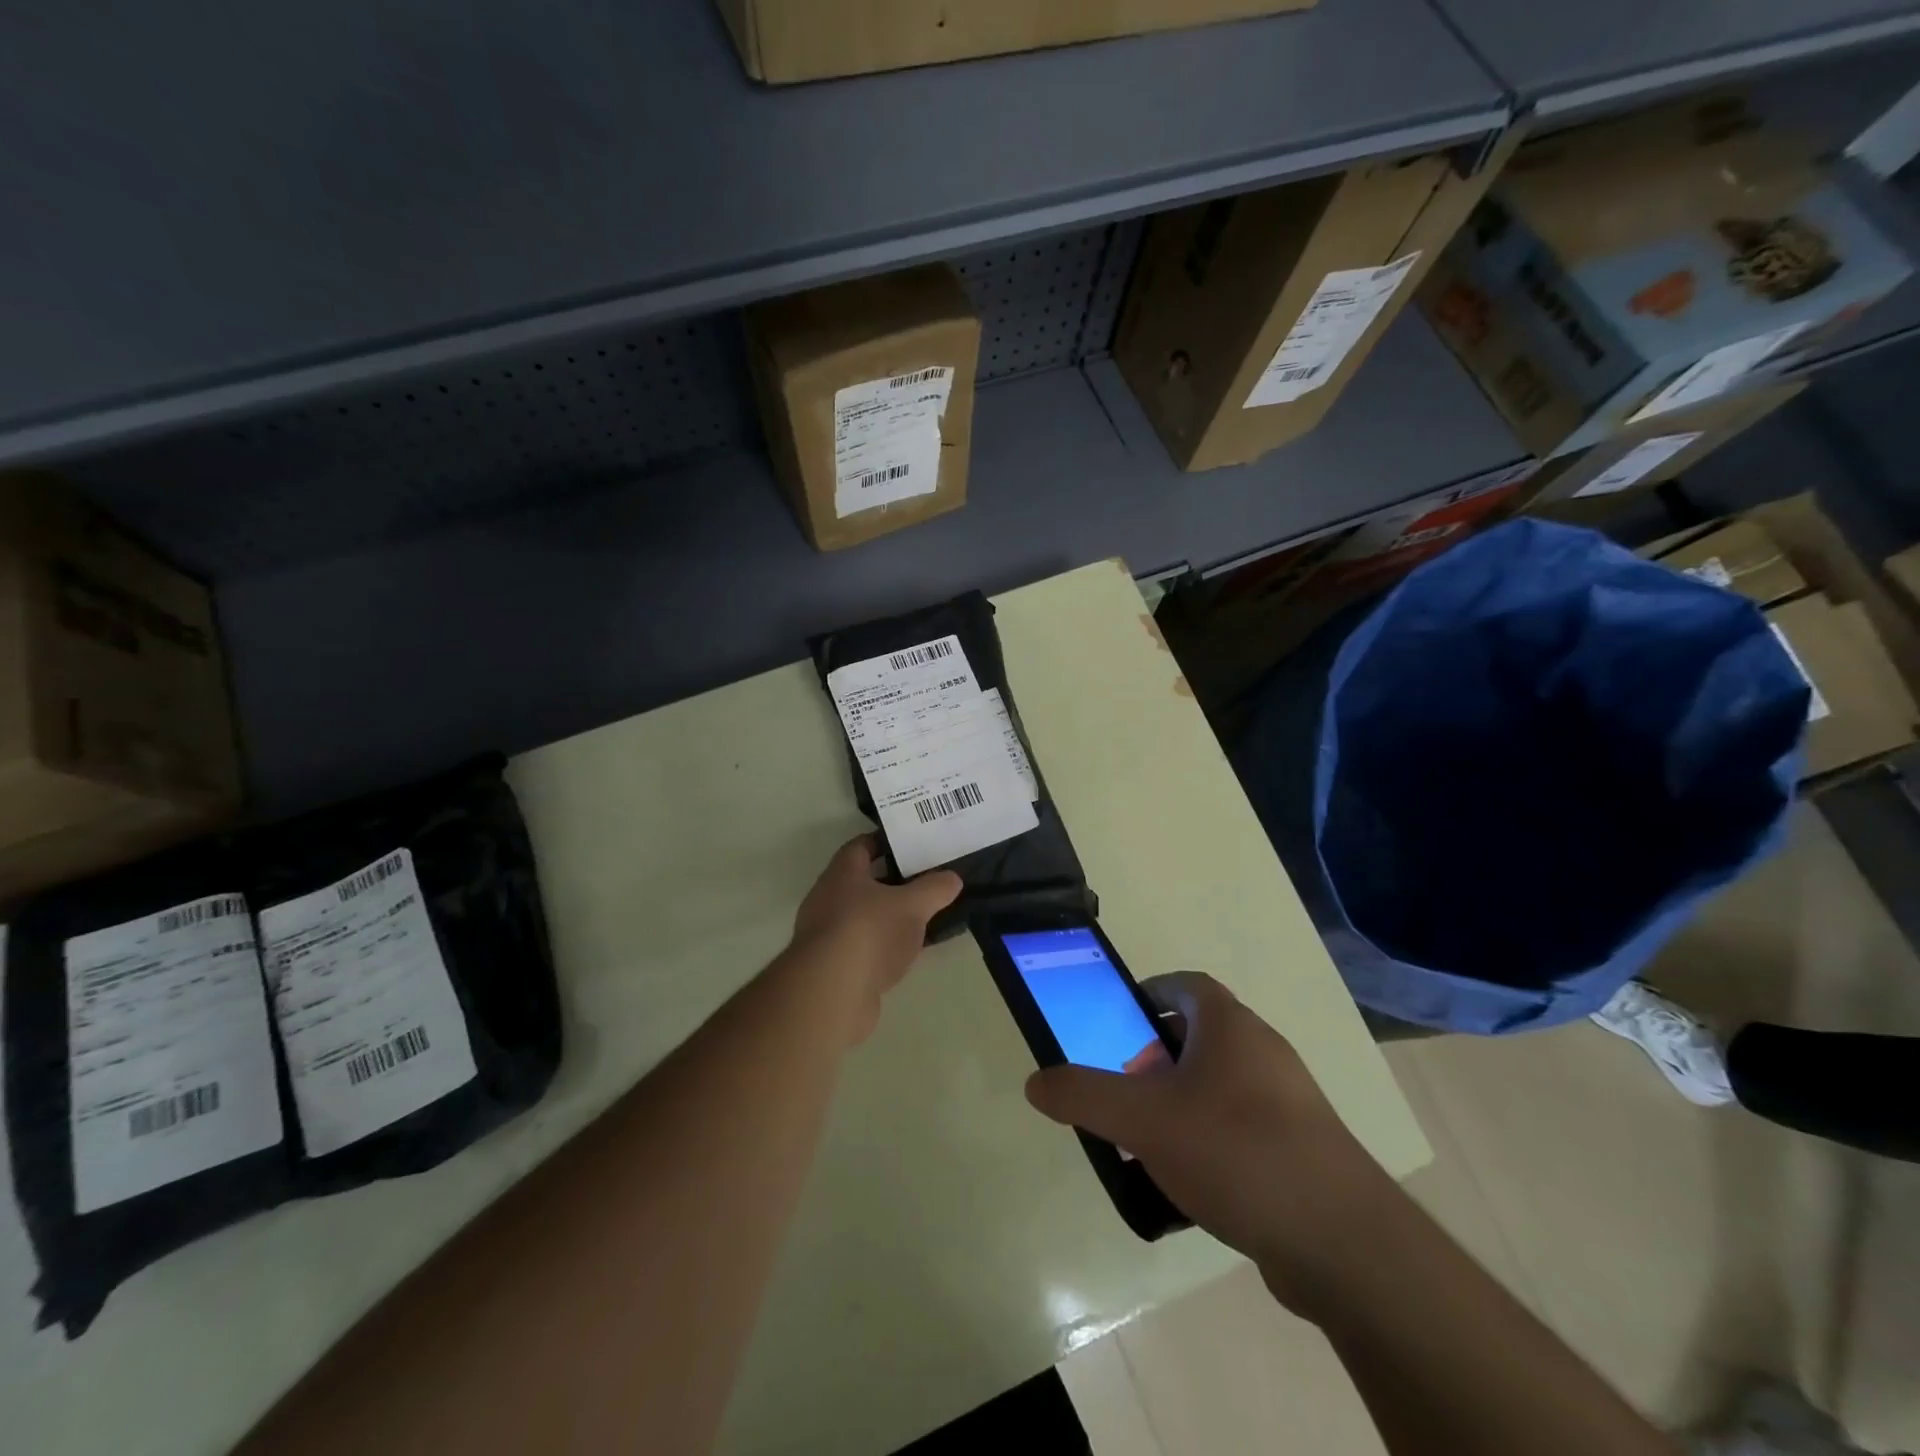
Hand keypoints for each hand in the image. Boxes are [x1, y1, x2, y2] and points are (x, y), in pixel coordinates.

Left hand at [788, 835, 962, 1043]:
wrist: (831, 993)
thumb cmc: (869, 932)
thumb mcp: (912, 906)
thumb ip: (934, 889)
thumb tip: (953, 878)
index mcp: (842, 874)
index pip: (860, 846)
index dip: (884, 842)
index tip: (910, 844)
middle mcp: (828, 899)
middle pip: (862, 883)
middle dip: (892, 882)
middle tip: (925, 881)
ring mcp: (828, 936)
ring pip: (864, 917)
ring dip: (889, 917)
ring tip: (923, 918)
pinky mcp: (833, 968)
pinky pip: (864, 947)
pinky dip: (885, 947)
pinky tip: (908, 953)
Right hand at [1024, 972, 1399, 1313]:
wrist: (1342, 1242)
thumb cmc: (1236, 1151)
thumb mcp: (1144, 1120)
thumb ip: (1084, 1096)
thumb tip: (1035, 1081)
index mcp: (1230, 1026)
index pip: (1183, 985)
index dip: (1146, 995)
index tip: (1115, 1022)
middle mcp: (1262, 1051)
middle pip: (1197, 1036)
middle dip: (1153, 1057)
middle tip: (1123, 1088)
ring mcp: (1287, 1102)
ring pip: (1217, 1086)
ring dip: (1178, 1103)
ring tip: (1146, 1141)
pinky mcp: (1300, 1150)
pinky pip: (1240, 1129)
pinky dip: (1207, 1142)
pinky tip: (1186, 1186)